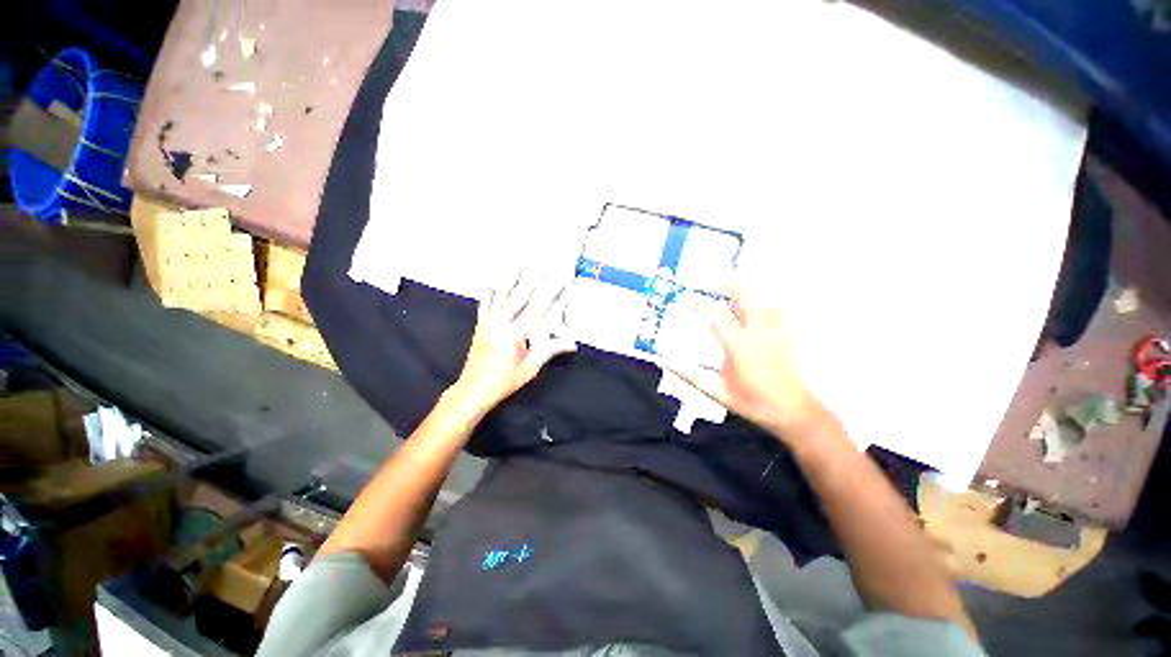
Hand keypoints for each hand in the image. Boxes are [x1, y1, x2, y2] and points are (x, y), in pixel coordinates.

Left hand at [448, 270, 576, 417]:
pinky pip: (486, 300)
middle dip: (535, 276)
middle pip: (520, 294)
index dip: (553, 296)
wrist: (473, 390)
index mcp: (514, 335)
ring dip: (514, 274)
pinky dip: (492, 287)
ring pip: (502, 292)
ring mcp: (488, 321)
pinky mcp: (481, 323)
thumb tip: (571, 342)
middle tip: (545, 260)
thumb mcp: (530, 368)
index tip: (563, 282)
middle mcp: (499, 323)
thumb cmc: (502, 381)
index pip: (539, 310)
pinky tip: (495, 276)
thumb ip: (550, 350)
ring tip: (522, 259)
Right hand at [671, 279, 829, 440]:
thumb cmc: (753, 402)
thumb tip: (666, 363)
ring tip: (737, 285)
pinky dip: (767, 301)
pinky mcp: (786, 337)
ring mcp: (775, 333)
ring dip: (750, 289)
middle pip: (747, 297)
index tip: (687, 298)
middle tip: (716, 278)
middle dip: (731, 283)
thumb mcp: (717, 392)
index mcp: (739, 346)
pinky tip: (761, 303)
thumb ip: (691, 376)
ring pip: (764, 300)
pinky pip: (778, 311)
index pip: (717, 315)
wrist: (793, 412)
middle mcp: (758, 333)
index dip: (700, 303)